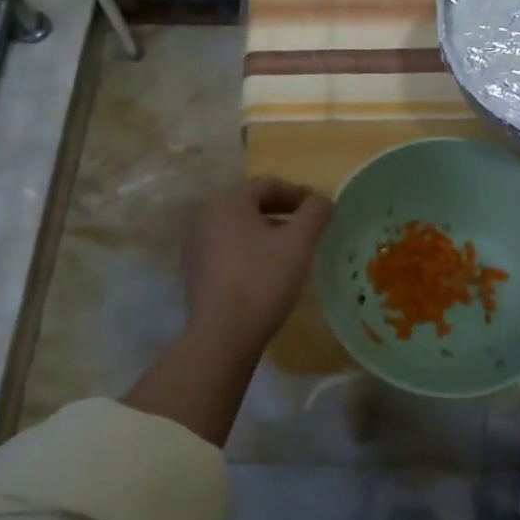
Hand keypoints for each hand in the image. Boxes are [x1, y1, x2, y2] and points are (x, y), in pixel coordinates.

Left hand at [182, 178, 332, 352]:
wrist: (222, 336)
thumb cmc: (263, 279)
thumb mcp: (298, 242)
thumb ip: (315, 213)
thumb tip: (323, 199)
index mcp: (228, 201)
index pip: (269, 184)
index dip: (299, 193)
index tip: (322, 208)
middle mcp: (205, 215)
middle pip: (252, 204)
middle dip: (284, 211)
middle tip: (310, 226)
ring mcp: (197, 244)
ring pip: (240, 227)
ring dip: (268, 231)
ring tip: (293, 249)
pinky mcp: (196, 271)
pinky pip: (229, 248)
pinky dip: (252, 250)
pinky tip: (269, 270)